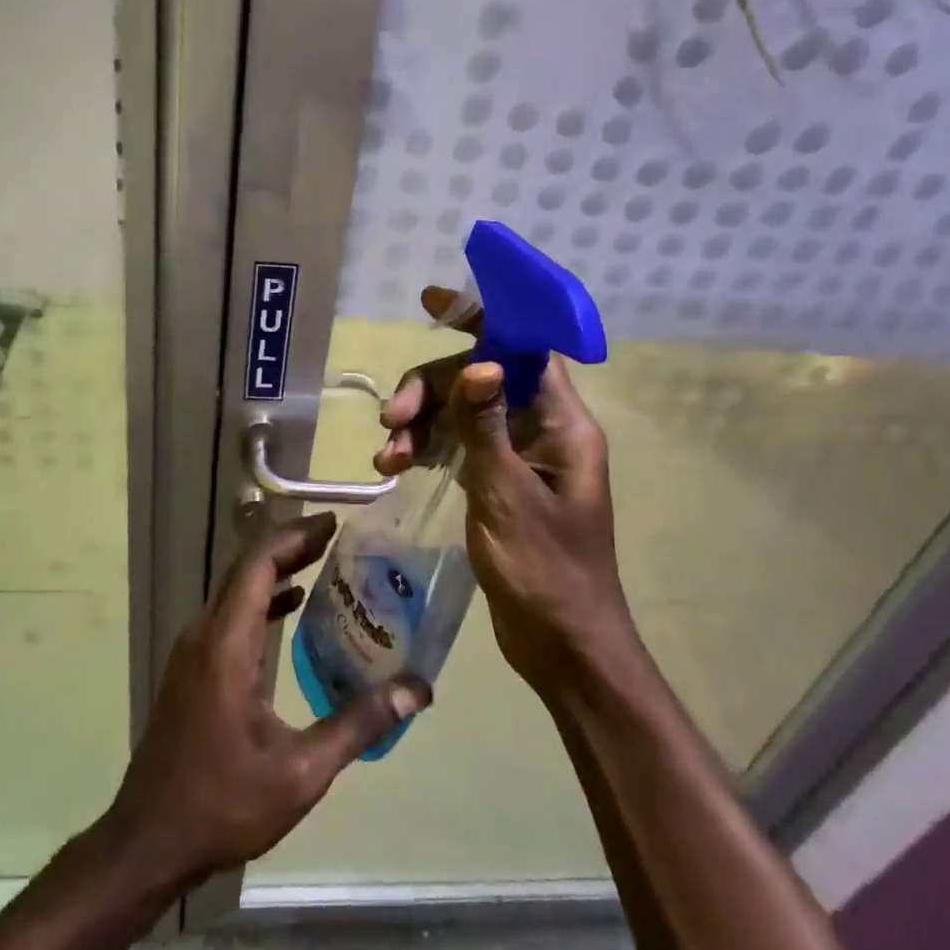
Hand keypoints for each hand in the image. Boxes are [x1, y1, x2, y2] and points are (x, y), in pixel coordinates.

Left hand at [104, 514, 429, 887]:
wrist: (149, 842)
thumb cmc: (223, 804)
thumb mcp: (300, 772)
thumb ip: (358, 724)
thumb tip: (416, 690)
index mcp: (225, 646)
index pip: (257, 566)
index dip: (294, 538)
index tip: (332, 524)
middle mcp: (203, 635)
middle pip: (245, 570)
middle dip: (289, 546)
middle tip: (335, 537)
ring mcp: (191, 652)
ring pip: (234, 590)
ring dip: (274, 570)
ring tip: (320, 562)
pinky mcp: (191, 670)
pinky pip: (227, 615)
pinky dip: (260, 599)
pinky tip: (289, 608)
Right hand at [377, 287, 639, 694]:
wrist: (562, 646)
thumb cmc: (545, 571)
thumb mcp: (507, 494)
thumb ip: (488, 426)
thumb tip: (480, 363)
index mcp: (562, 424)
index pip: (526, 348)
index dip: (484, 319)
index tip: (434, 303)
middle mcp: (543, 430)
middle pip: (480, 379)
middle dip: (430, 390)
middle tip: (390, 420)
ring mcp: (519, 457)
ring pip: (461, 413)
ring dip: (420, 425)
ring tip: (387, 458)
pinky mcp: (498, 482)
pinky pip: (458, 446)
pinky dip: (427, 450)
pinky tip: (396, 469)